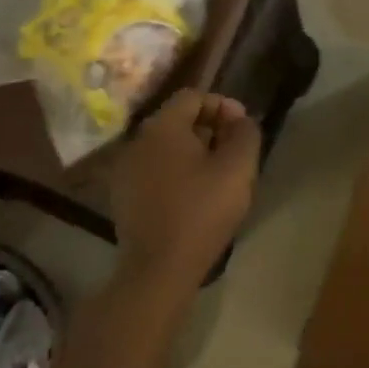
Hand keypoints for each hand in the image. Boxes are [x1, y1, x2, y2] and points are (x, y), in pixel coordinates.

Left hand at [111, 90, 260, 301]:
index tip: (242, 128)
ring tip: (217, 176)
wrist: (158, 271)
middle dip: (210, 129)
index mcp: (163, 126)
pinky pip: (155, 171)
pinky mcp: (123, 199)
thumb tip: (241, 121)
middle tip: (233, 151)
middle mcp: (138, 141)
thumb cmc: (201, 211)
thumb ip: (245, 133)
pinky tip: (194, 197)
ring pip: (166, 148)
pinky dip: (176, 174)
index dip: (223, 106)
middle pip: (178, 120)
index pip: (194, 96)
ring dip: (193, 153)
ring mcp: (126, 171)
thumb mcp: (238, 167)